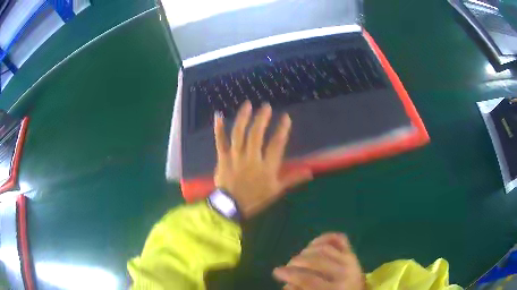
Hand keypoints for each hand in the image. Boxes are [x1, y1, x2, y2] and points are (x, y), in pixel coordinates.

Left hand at [214, 101, 312, 217]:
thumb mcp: (276, 190)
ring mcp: (235, 157)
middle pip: (256, 135)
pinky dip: (219, 129)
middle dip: (262, 119)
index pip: (276, 144)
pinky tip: (218, 116)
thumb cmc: (255, 198)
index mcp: (266, 166)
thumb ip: (292, 179)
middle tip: (266, 106)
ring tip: (248, 105)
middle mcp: (251, 158)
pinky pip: (220, 141)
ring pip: (239, 134)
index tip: (285, 117)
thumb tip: (310, 171)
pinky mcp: (223, 158)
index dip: (282, 129)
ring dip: (243, 118)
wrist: (231, 207)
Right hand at [273, 233, 364, 289]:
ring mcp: (350, 259)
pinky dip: (324, 237)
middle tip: (286, 267)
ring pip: (325, 248)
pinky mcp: (352, 252)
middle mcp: (346, 271)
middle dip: (296, 262)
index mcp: (338, 287)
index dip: (289, 274)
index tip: (276, 272)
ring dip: (306, 251)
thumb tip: (287, 284)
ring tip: (298, 259)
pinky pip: (338, 238)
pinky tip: (313, 244)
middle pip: (316, 261)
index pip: (309, 279)